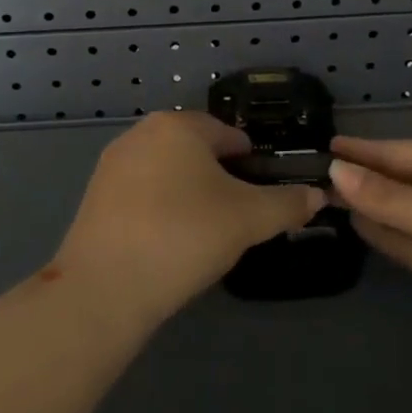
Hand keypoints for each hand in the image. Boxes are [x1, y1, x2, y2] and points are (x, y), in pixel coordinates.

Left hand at [54, 111, 325, 328]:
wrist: (105, 287)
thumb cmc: (184, 236)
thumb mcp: (248, 220)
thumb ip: (287, 203)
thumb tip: (316, 195)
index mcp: (180, 124)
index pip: (230, 136)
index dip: (253, 167)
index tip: (261, 202)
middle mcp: (143, 131)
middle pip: (197, 151)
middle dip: (220, 180)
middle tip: (234, 222)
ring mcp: (114, 162)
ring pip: (169, 172)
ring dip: (189, 195)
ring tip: (201, 236)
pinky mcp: (95, 194)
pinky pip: (142, 192)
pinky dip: (160, 209)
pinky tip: (167, 244)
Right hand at [328, 137, 411, 367]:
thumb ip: (388, 198)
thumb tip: (336, 169)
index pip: (394, 152)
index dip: (358, 152)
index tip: (320, 148)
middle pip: (394, 181)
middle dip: (358, 179)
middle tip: (309, 176)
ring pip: (400, 212)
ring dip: (368, 207)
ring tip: (323, 198)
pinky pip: (410, 241)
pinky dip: (386, 234)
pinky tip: (358, 227)